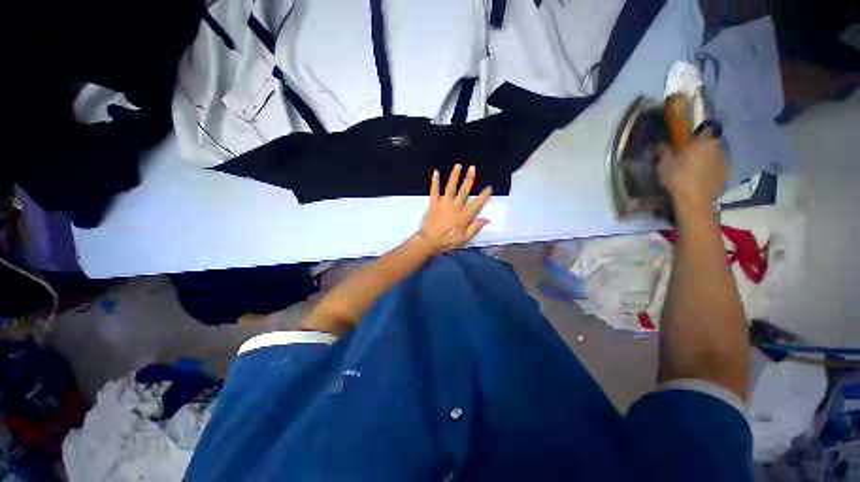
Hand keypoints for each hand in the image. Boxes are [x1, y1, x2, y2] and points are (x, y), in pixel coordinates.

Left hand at [414, 164, 492, 254]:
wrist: (428, 241)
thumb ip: (474, 228)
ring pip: (450, 187)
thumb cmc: (446, 241)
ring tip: (458, 166)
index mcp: (464, 216)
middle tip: (473, 168)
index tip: (489, 188)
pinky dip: (435, 181)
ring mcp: (443, 203)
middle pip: (464, 190)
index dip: (484, 195)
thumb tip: (485, 219)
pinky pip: (434, 190)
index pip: (477, 203)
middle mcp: (455, 207)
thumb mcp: (464, 239)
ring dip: (454, 176)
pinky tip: (436, 172)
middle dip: (469, 178)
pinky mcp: (433, 203)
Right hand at [658, 138, 726, 213]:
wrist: (695, 201)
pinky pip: (713, 167)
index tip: (677, 146)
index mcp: (703, 141)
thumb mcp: (664, 163)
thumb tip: (661, 141)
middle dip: (694, 149)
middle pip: (704, 144)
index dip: (686, 138)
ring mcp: (723, 161)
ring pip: (709, 156)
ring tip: (688, 170)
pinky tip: (696, 179)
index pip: (695, 133)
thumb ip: (663, 149)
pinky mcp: (724, 174)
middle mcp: (716, 147)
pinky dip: (705, 170)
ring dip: (701, 160)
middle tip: (681, 159)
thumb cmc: (678, 178)